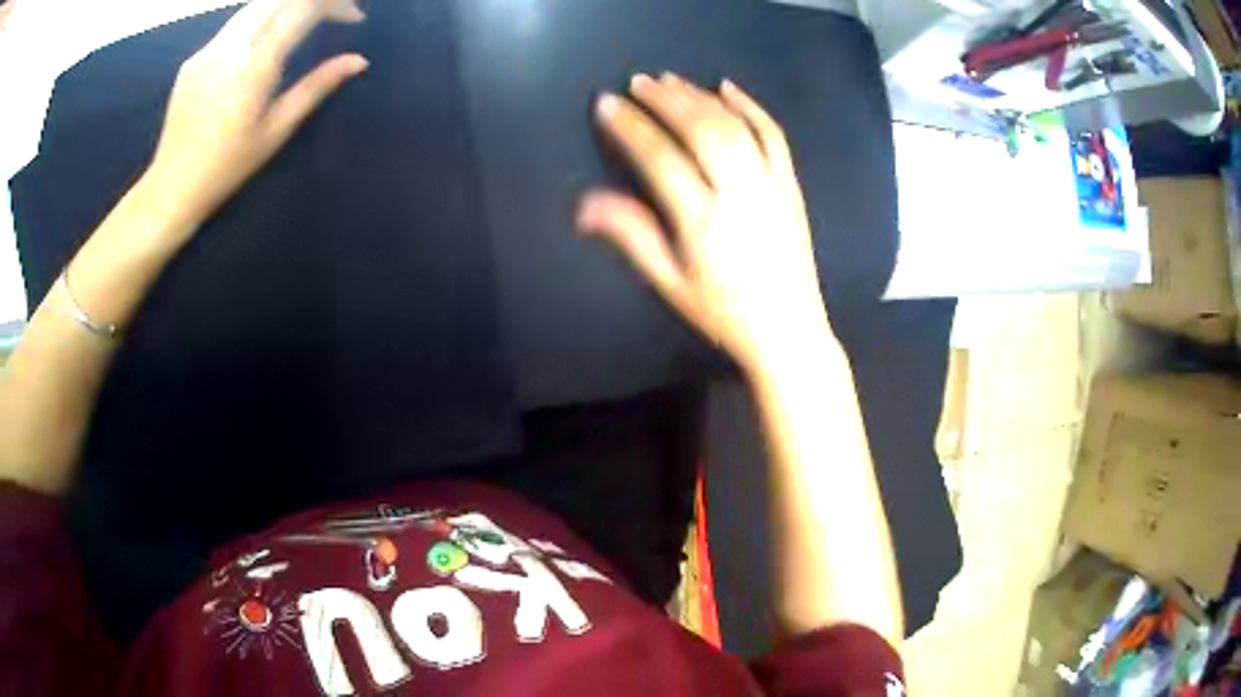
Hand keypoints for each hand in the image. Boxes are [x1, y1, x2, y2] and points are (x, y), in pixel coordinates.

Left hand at [143, 0, 367, 230]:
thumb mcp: (277, 130)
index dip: (336, 3)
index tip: (355, 16)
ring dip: (285, 6)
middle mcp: (230, 46)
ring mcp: (208, 49)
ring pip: (255, 6)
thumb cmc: (228, 167)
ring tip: (301, 24)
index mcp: (255, 65)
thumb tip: (358, 60)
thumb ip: (317, 87)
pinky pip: (233, 26)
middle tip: (332, 14)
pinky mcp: (194, 58)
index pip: (304, 7)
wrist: (172, 188)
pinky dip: (259, 23)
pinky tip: (261, 46)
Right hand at [577, 74, 830, 372]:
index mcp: (702, 221)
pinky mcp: (791, 184)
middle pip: (698, 130)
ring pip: (733, 125)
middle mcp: (738, 193)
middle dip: (664, 101)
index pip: (659, 158)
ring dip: (698, 97)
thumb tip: (583, 205)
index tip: (607, 105)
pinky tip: (727, 87)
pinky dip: (750, 106)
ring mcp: (770, 184)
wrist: (788, 330)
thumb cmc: (723, 312)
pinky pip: (773, 134)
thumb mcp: (670, 283)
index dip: (630, 127)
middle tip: (637, 82)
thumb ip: (632, 236)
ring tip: (670, 80)